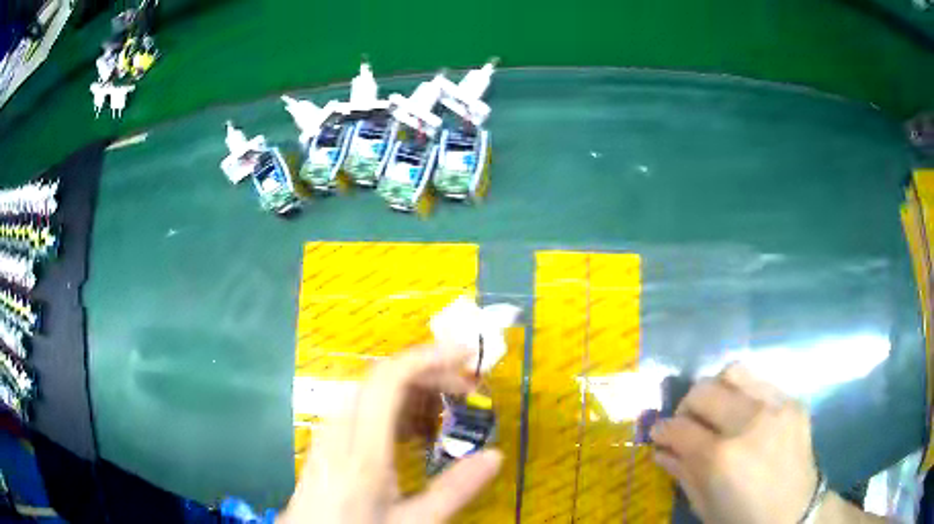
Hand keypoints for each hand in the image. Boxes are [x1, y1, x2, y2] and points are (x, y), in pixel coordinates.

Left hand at [279, 346, 502, 523]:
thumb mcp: (415, 522)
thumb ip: (455, 490)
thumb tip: (495, 456)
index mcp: (362, 450)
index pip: (388, 380)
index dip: (426, 358)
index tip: (464, 353)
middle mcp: (340, 431)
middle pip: (380, 380)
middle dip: (426, 375)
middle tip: (465, 390)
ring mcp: (328, 435)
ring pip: (369, 394)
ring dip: (409, 393)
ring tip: (442, 414)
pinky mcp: (326, 444)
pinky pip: (360, 411)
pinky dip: (391, 410)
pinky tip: (409, 435)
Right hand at [651, 364, 817, 523]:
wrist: (795, 513)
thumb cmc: (743, 519)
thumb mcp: (705, 506)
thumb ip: (682, 473)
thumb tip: (661, 450)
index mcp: (722, 458)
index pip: (679, 428)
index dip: (662, 429)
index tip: (657, 432)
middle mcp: (749, 423)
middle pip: (704, 390)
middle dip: (686, 405)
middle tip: (685, 422)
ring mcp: (776, 407)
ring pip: (734, 372)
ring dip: (716, 389)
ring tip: (715, 409)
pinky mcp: (793, 402)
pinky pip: (760, 383)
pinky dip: (743, 393)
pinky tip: (744, 415)